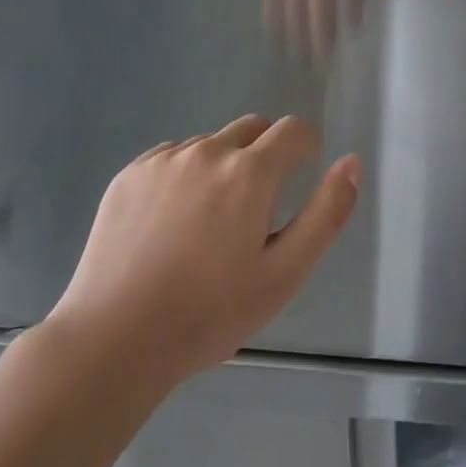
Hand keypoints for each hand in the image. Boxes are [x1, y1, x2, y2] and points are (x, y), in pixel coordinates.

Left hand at [49, 116, 358, 384]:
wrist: (114, 339)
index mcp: (250, 172)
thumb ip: (326, 213)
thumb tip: (351, 162)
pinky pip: (172, 157)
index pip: (293, 130)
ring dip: (224, 165)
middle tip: (257, 208)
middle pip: (253, 128)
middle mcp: (207, 151)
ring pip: (211, 143)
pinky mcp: (129, 174)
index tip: (301, 176)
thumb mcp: (285, 273)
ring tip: (208, 223)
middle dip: (266, 153)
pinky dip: (185, 175)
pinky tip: (172, 222)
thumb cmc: (210, 312)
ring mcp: (163, 160)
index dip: (306, 148)